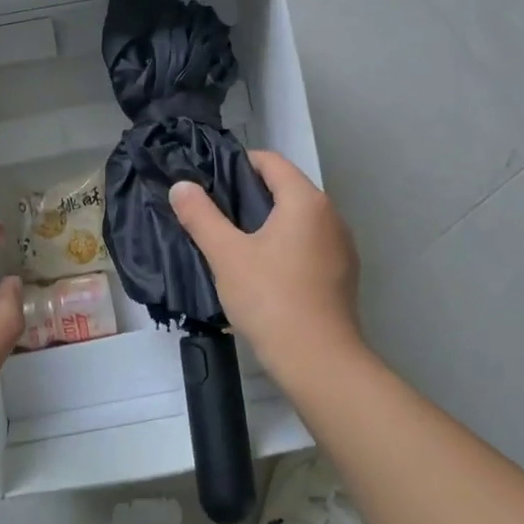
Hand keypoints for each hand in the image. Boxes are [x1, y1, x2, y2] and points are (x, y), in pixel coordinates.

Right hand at [168, 152, 367, 385]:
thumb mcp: (226, 254)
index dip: (238, 163)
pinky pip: (309, 244)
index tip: (209, 181)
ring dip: (267, 222)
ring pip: (298, 219)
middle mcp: (331, 216)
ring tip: (233, 241)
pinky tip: (262, 270)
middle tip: (213, 211)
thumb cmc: (271, 298)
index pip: (271, 161)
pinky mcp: (342, 275)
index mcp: (306, 201)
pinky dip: (285, 245)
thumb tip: (181, 186)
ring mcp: (341, 247)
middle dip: (249, 194)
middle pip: (286, 188)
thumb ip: (201, 215)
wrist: (319, 362)